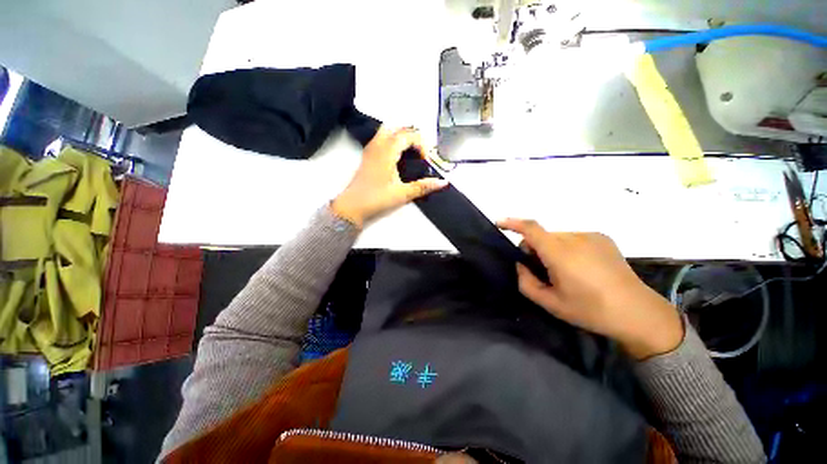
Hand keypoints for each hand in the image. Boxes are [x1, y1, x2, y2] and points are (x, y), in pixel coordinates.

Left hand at [331, 126, 447, 227]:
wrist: (352, 206)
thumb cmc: (377, 199)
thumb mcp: (403, 194)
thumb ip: (423, 187)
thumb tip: (443, 182)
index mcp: (387, 151)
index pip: (408, 135)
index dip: (421, 144)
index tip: (425, 160)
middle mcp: (378, 145)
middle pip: (397, 128)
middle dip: (412, 137)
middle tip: (420, 153)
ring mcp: (370, 150)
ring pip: (387, 131)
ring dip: (401, 137)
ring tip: (410, 153)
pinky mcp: (367, 156)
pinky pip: (380, 139)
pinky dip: (392, 141)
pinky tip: (397, 157)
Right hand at [498, 219, 683, 359]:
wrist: (638, 313)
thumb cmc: (590, 310)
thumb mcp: (550, 303)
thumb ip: (526, 282)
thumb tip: (521, 265)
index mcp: (560, 253)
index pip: (531, 229)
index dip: (512, 223)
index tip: (499, 223)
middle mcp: (575, 237)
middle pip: (542, 235)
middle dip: (534, 249)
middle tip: (542, 272)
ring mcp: (591, 236)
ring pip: (556, 237)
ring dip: (551, 249)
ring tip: (565, 272)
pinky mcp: (603, 238)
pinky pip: (573, 238)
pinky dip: (566, 248)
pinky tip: (581, 268)